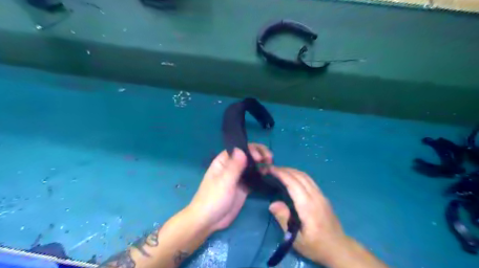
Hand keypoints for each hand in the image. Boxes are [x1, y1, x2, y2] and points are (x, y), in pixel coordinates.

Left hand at [189, 143, 274, 232]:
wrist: (209, 221)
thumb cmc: (213, 198)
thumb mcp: (224, 181)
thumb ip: (234, 166)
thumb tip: (242, 149)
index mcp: (224, 161)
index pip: (239, 148)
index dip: (251, 149)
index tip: (260, 157)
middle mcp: (232, 166)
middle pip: (247, 155)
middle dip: (259, 154)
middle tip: (269, 160)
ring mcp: (238, 177)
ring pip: (252, 165)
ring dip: (261, 163)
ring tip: (271, 166)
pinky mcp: (244, 187)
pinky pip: (254, 177)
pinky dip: (261, 175)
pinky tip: (268, 175)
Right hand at [268, 167, 348, 265]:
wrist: (339, 248)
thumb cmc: (316, 246)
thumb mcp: (297, 240)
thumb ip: (284, 220)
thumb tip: (272, 204)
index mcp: (308, 206)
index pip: (293, 183)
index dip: (281, 174)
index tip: (270, 169)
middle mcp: (316, 196)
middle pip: (299, 176)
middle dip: (284, 169)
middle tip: (271, 168)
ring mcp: (321, 195)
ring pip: (305, 176)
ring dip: (291, 170)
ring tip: (279, 170)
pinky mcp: (323, 196)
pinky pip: (309, 180)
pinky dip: (298, 174)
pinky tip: (292, 177)